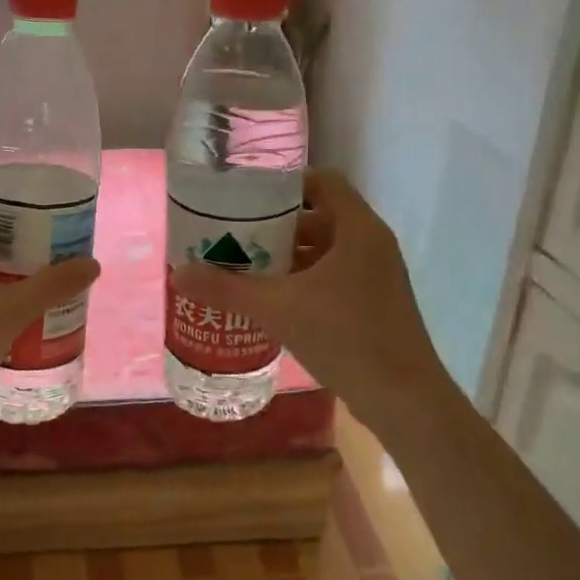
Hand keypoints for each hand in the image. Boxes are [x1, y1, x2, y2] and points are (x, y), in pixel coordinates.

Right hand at [172, 169, 452, 430]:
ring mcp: (376, 276)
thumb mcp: (277, 309)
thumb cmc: (345, 337)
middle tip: (234, 232)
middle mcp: (371, 244)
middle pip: (320, 216)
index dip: (285, 183)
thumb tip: (177, 272)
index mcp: (358, 229)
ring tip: (244, 265)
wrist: (403, 398)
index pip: (322, 182)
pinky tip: (271, 300)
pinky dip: (303, 280)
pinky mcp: (373, 304)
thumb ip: (226, 289)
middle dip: (276, 224)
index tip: (247, 196)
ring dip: (288, 255)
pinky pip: (333, 277)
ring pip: (325, 251)